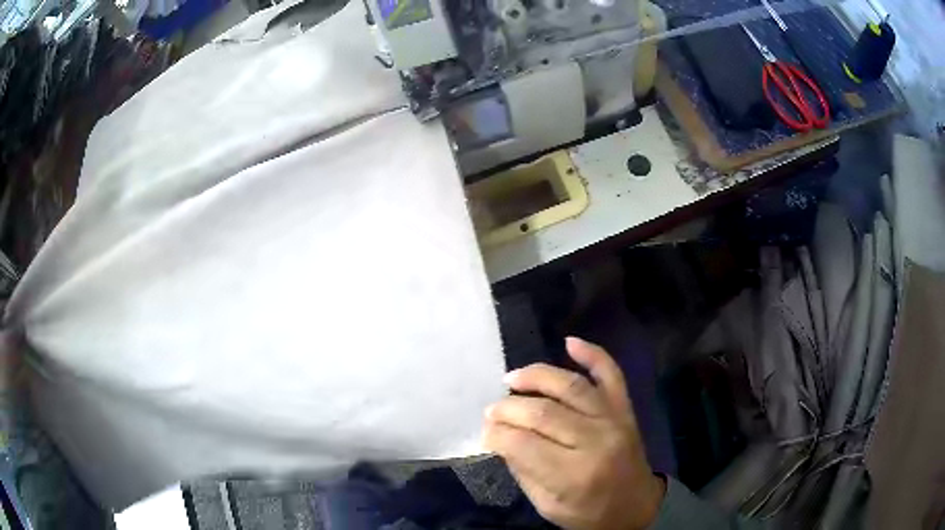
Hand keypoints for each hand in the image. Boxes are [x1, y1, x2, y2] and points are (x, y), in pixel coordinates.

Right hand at [483, 337, 665, 529]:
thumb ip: (523, 469)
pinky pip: (611, 374)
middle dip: (508, 408)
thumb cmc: (588, 513)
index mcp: (574, 475)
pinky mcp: (625, 408)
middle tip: (491, 410)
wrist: (636, 506)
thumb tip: (500, 436)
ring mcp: (614, 420)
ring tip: (512, 378)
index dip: (497, 434)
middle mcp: (596, 441)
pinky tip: (570, 342)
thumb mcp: (547, 505)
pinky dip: (593, 354)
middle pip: (543, 412)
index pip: (523, 444)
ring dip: (537, 376)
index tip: (485, 431)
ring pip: (571, 387)